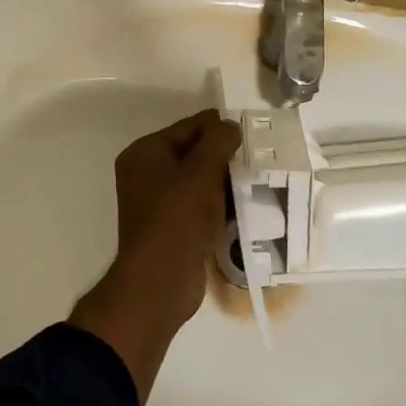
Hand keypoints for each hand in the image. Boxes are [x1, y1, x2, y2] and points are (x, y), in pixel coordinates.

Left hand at [70, 109, 241, 401]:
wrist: (161, 280)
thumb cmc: (178, 217)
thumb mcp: (202, 170)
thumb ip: (219, 141)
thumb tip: (231, 126)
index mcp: (146, 152)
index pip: (190, 126)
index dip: (221, 128)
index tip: (255, 136)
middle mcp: (146, 173)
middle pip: (194, 153)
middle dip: (225, 156)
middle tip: (260, 160)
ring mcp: (157, 202)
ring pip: (199, 181)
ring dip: (225, 182)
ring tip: (258, 182)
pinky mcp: (172, 227)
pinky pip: (199, 206)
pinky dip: (219, 204)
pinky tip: (245, 208)